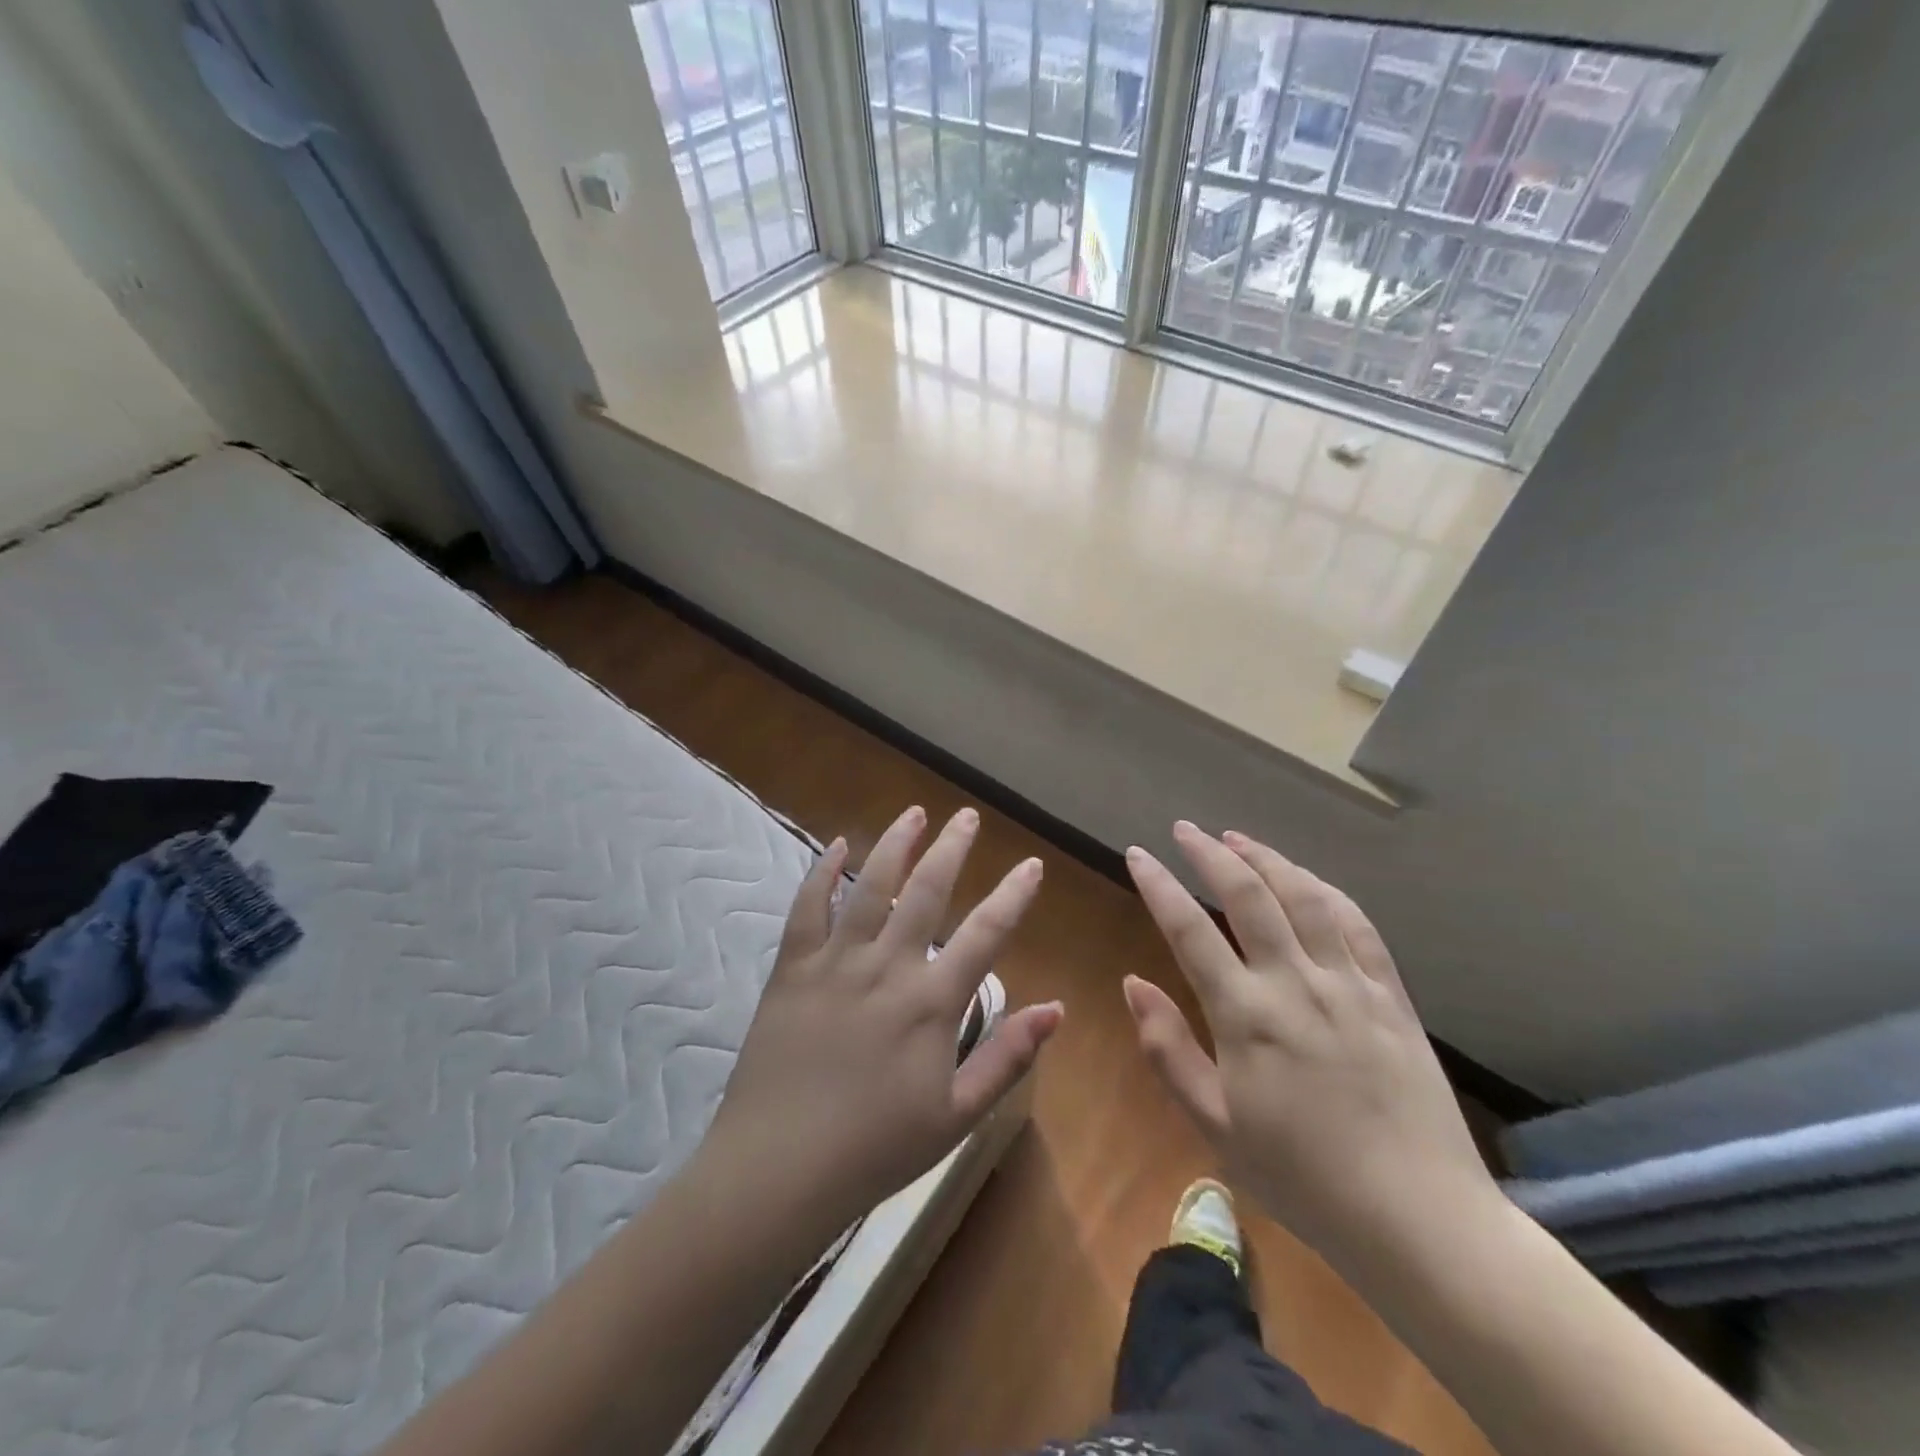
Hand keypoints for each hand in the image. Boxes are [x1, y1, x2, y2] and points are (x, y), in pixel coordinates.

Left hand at [701, 806, 1061, 1240]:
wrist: (779, 1169)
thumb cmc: (876, 1149)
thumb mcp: (957, 1115)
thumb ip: (1008, 1057)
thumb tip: (1057, 1008)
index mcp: (932, 1001)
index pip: (986, 932)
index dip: (1014, 894)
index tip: (1031, 864)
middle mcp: (888, 966)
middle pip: (928, 891)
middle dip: (952, 848)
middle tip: (967, 817)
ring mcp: (836, 961)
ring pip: (871, 885)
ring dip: (896, 844)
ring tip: (915, 812)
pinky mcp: (793, 968)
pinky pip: (808, 908)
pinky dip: (822, 873)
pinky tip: (835, 846)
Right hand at [1123, 822, 1497, 1275]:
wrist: (1420, 1219)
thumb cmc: (1303, 1178)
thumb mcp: (1215, 1125)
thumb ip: (1167, 1049)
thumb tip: (1132, 983)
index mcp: (1247, 1015)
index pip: (1190, 930)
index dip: (1159, 885)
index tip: (1137, 854)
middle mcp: (1296, 983)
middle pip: (1249, 895)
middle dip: (1210, 854)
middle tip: (1185, 830)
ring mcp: (1349, 984)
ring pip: (1304, 897)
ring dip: (1266, 859)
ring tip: (1237, 839)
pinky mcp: (1390, 995)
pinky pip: (1356, 924)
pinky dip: (1325, 890)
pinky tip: (1307, 880)